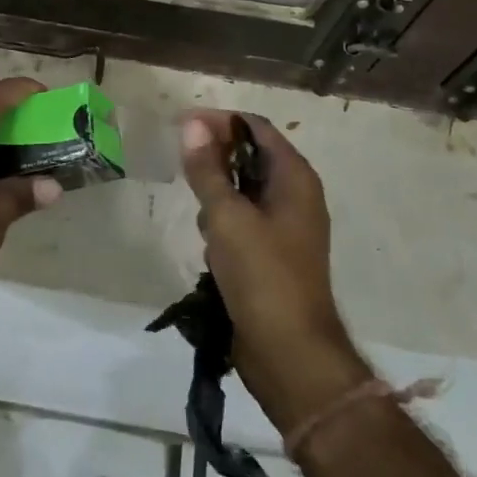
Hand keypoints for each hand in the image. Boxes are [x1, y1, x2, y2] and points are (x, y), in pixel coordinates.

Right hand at [179, 110, 369, 432]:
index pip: (256, 128)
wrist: (289, 355)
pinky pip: (242, 222)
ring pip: (242, 191)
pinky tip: (209, 248)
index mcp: (295, 178)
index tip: (181, 126)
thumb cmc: (262, 276)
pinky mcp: (272, 254)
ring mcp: (285, 227)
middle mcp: (295, 196)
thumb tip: (192, 124)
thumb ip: (207, 169)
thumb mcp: (227, 217)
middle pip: (250, 157)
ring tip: (201, 219)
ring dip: (217, 196)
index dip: (219, 121)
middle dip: (215, 160)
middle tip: (182, 170)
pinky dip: (223, 225)